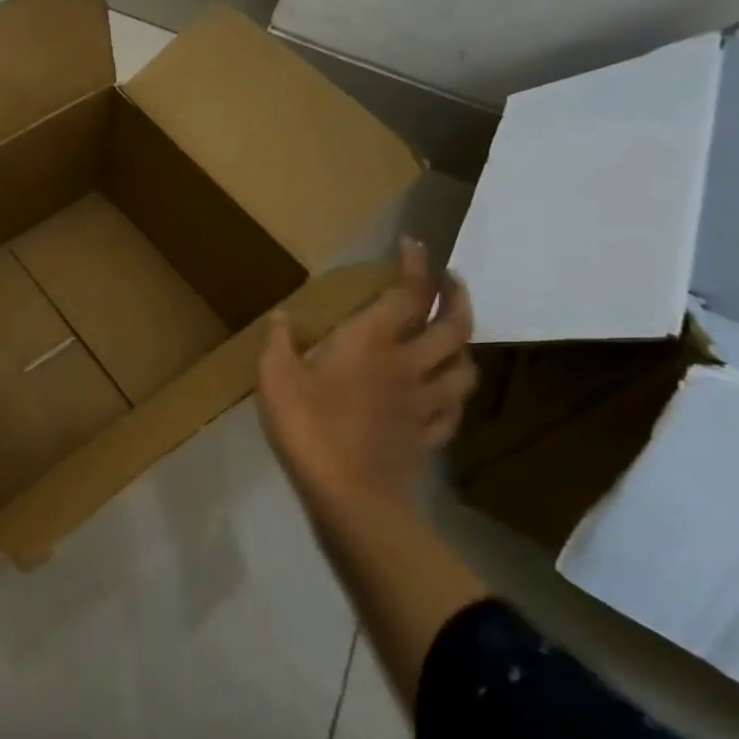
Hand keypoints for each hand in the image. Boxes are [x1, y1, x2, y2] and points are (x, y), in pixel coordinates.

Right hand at [256, 238, 475, 519]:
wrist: (349, 494)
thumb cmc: (308, 425)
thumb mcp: (275, 377)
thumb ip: (279, 342)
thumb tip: (282, 317)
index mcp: (372, 341)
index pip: (408, 293)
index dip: (416, 265)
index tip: (415, 244)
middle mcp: (408, 364)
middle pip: (454, 326)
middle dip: (456, 297)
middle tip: (451, 281)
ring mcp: (424, 402)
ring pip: (463, 368)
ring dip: (462, 346)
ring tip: (452, 337)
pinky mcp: (428, 436)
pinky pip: (451, 409)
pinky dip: (451, 394)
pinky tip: (441, 395)